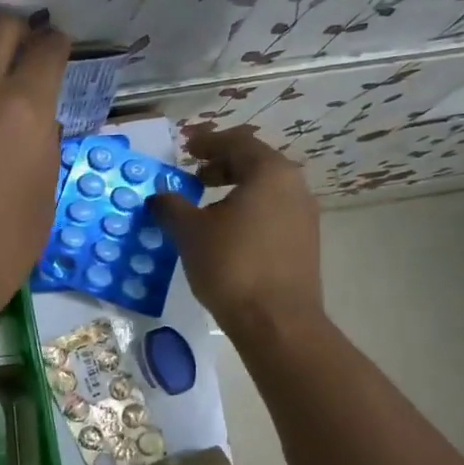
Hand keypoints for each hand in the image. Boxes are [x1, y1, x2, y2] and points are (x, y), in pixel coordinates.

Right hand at [152, 135, 322, 336]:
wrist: (277, 322)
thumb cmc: (232, 266)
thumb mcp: (190, 232)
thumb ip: (171, 206)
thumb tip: (159, 197)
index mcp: (270, 173)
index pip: (237, 142)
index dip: (208, 142)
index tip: (186, 149)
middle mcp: (294, 187)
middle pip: (255, 163)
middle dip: (222, 166)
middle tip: (194, 178)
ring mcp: (304, 216)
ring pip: (265, 190)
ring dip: (234, 191)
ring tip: (206, 208)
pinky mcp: (304, 243)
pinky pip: (273, 213)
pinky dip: (248, 211)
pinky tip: (227, 234)